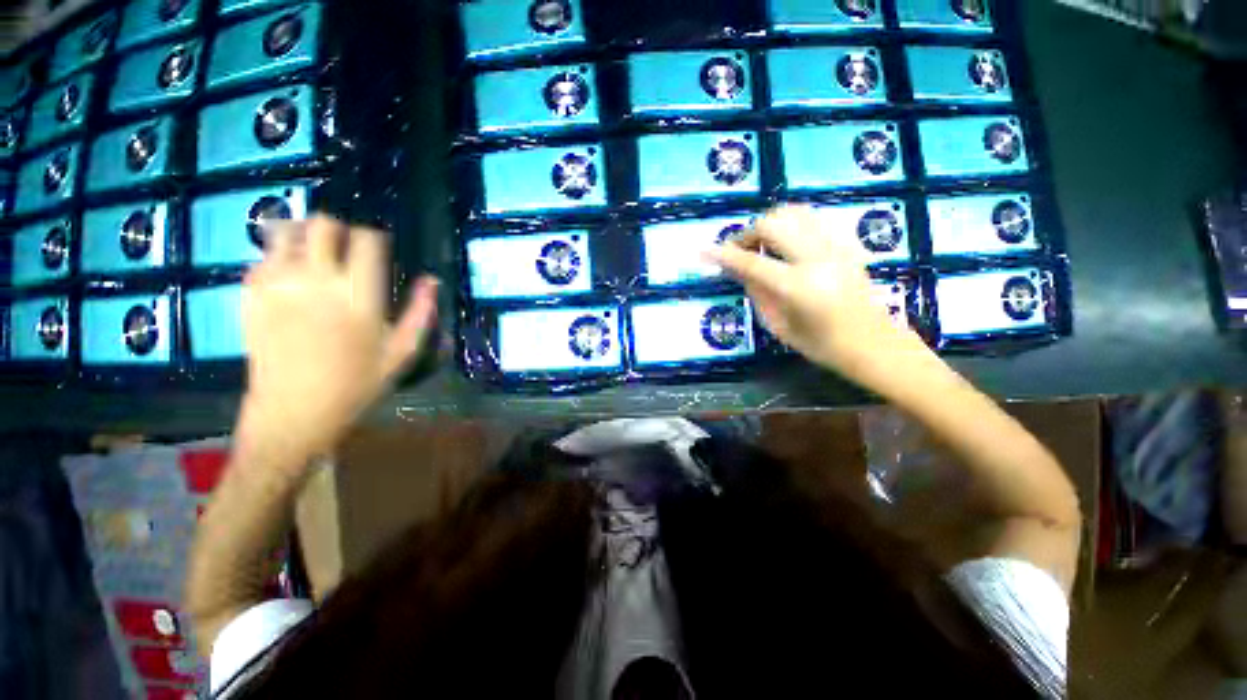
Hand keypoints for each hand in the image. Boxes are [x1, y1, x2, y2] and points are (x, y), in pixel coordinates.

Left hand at [239, 215, 438, 458]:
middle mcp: (316, 281)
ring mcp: (277, 285)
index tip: (378, 248)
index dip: (375, 237)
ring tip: (315, 254)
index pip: (366, 240)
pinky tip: (291, 277)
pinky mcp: (250, 294)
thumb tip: (431, 280)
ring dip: (305, 236)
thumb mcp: (401, 352)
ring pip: (287, 231)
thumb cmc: (356, 384)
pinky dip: (279, 257)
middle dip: (338, 229)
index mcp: (358, 296)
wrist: (292, 412)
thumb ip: (420, 313)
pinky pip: (263, 256)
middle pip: (323, 224)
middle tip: (345, 248)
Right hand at [706, 205, 929, 385]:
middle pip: (774, 224)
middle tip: (739, 251)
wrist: (874, 344)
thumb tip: (737, 268)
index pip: (751, 262)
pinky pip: (813, 219)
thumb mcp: (779, 326)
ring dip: (770, 224)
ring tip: (761, 245)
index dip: (723, 255)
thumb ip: (756, 292)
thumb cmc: (821, 346)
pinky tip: (786, 244)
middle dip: (747, 233)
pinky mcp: (847, 244)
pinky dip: (791, 225)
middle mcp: (818, 258)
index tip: (703, 251)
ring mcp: (837, 247)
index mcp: (799, 287)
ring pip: (795, 213)